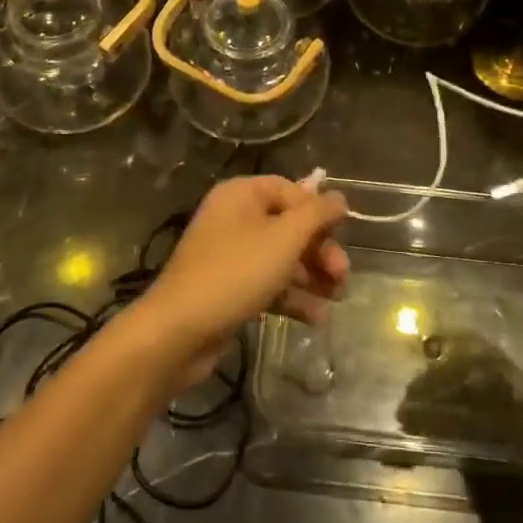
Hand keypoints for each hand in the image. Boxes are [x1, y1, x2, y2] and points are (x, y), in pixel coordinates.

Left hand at [139, 176, 348, 376]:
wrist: (179, 331)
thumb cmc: (236, 272)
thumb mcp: (284, 238)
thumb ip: (317, 214)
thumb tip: (340, 198)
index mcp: (241, 195)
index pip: (291, 190)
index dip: (318, 211)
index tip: (343, 233)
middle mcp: (234, 218)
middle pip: (289, 226)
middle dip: (320, 250)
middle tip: (342, 275)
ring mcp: (230, 255)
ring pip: (282, 258)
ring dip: (312, 276)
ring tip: (337, 299)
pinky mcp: (230, 288)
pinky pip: (269, 284)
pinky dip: (293, 297)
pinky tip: (318, 318)